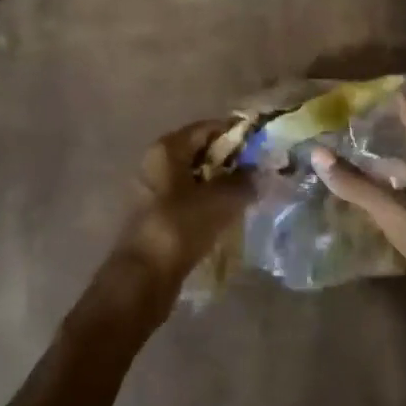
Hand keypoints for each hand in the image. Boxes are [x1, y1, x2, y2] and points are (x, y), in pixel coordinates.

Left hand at [90, 120, 251, 326]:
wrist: (143, 278)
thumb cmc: (179, 227)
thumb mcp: (220, 200)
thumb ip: (243, 182)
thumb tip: (259, 173)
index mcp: (167, 148)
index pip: (207, 128)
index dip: (236, 133)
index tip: (261, 145)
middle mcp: (156, 162)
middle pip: (200, 151)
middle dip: (230, 160)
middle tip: (260, 172)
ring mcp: (153, 190)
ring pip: (195, 178)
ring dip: (221, 184)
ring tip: (249, 195)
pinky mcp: (156, 216)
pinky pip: (189, 200)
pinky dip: (208, 203)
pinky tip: (229, 216)